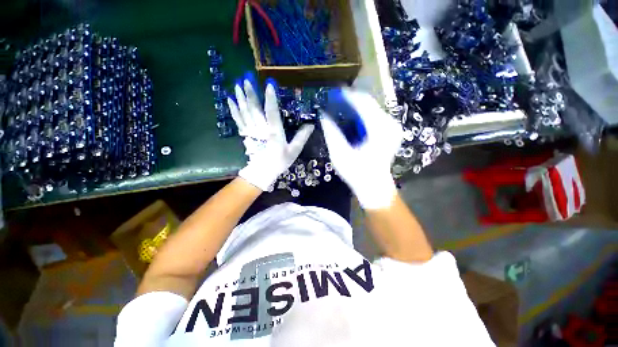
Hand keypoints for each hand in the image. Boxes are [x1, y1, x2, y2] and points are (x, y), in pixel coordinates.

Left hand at [228, 79, 313, 190]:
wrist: (263, 172)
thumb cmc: (280, 161)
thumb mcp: (294, 151)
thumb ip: (302, 137)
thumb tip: (311, 125)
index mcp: (274, 132)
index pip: (272, 112)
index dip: (270, 98)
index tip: (269, 84)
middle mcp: (261, 129)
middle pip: (254, 109)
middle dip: (250, 94)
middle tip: (246, 79)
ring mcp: (251, 131)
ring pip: (244, 112)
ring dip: (240, 98)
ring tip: (237, 85)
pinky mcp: (245, 134)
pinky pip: (238, 120)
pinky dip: (233, 109)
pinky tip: (230, 100)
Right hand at [320, 88, 402, 209]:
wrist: (374, 187)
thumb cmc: (356, 173)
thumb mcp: (339, 154)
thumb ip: (331, 132)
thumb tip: (323, 115)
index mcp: (378, 129)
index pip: (363, 102)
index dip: (347, 95)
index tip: (333, 92)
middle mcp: (389, 125)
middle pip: (369, 103)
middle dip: (351, 101)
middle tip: (334, 101)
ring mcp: (392, 128)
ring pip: (372, 109)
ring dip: (355, 108)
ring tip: (340, 109)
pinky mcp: (391, 133)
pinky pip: (375, 117)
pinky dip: (361, 116)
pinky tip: (351, 120)